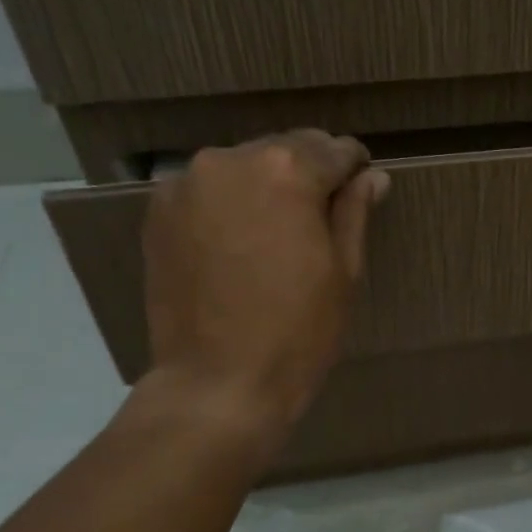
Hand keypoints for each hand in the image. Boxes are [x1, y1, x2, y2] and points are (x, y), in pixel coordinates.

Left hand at [136, 130, 389, 450]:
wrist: (217, 382)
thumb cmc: (298, 331)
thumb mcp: (344, 271)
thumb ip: (355, 212)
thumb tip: (372, 176)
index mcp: (287, 171)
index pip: (334, 149)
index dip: (354, 168)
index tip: (360, 188)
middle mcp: (232, 160)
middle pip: (285, 149)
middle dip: (309, 173)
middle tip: (322, 215)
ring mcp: (188, 183)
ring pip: (245, 166)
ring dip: (267, 185)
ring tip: (278, 231)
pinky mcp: (159, 211)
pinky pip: (210, 189)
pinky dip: (231, 202)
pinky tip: (240, 241)